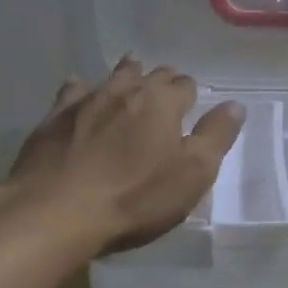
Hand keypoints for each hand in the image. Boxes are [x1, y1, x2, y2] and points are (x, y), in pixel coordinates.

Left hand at [2, 58, 244, 254]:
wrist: (55, 213)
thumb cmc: (135, 196)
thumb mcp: (192, 174)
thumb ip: (216, 137)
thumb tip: (235, 105)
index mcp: (163, 102)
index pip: (185, 86)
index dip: (190, 96)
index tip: (190, 109)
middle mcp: (125, 90)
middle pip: (150, 74)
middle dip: (160, 82)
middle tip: (164, 97)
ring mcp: (85, 101)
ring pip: (112, 77)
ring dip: (125, 77)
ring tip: (130, 82)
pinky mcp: (52, 119)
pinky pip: (72, 92)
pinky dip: (82, 91)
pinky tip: (81, 97)